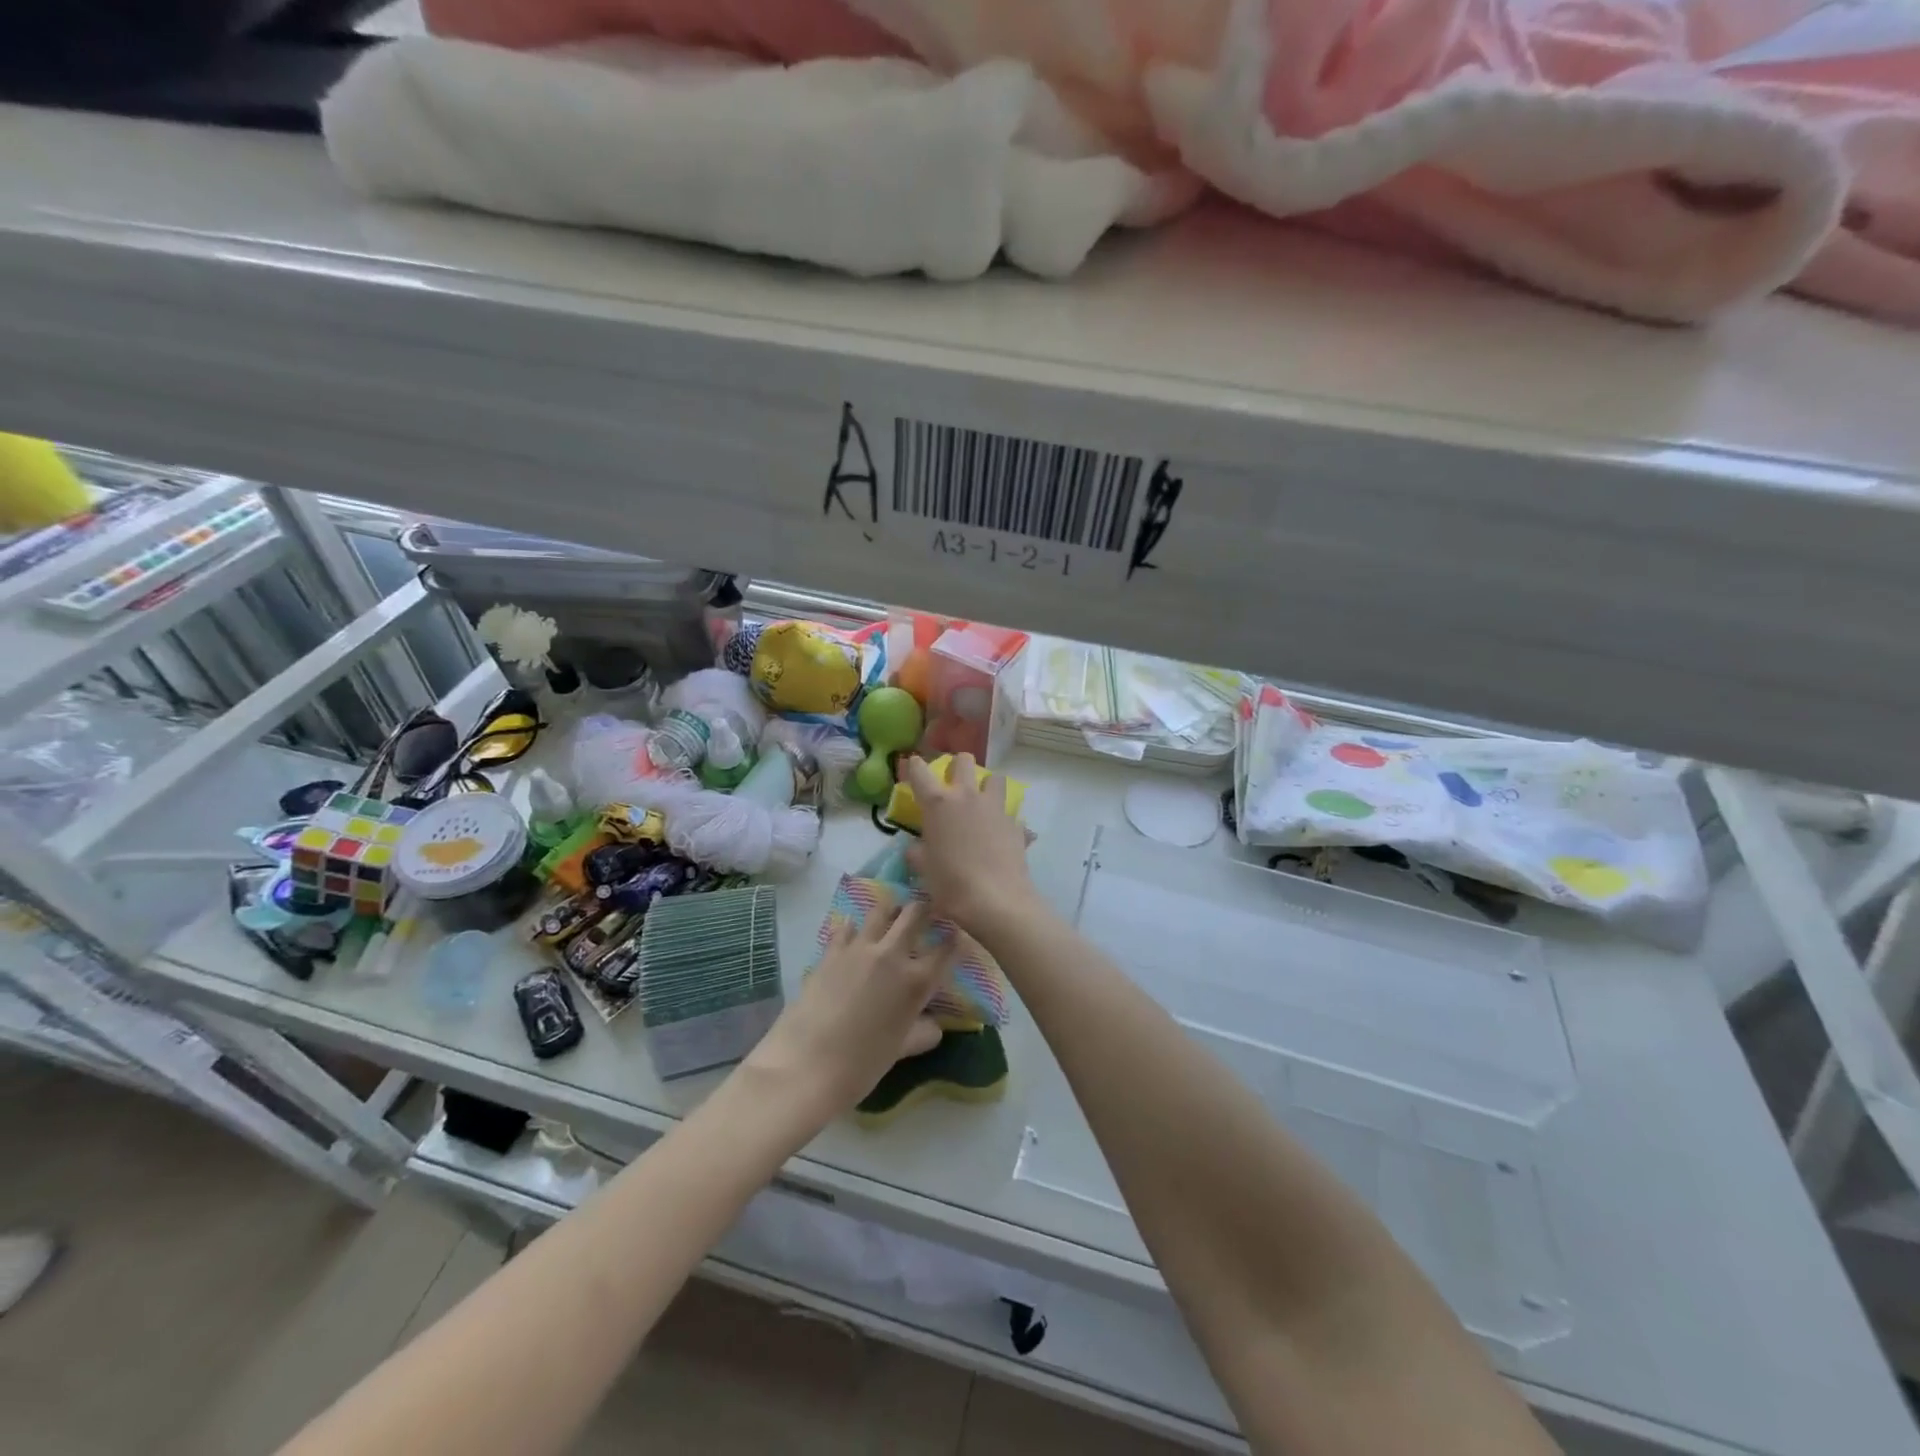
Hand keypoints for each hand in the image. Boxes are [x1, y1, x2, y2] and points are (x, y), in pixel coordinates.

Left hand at [743, 901, 948, 1125]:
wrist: (805, 1066)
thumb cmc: (861, 1065)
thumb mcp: (900, 1050)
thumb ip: (922, 1033)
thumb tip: (935, 1025)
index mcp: (916, 981)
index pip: (947, 949)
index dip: (955, 939)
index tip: (955, 936)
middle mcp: (892, 955)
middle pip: (916, 913)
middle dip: (925, 908)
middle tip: (926, 913)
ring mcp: (859, 948)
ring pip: (881, 911)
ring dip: (890, 911)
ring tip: (891, 917)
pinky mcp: (831, 950)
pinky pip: (847, 927)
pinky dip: (854, 928)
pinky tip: (853, 936)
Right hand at [902, 755, 1042, 941]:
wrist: (996, 900)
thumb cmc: (951, 884)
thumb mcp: (924, 869)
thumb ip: (917, 852)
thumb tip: (916, 847)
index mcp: (938, 803)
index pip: (919, 771)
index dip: (914, 766)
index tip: (914, 768)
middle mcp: (967, 796)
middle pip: (964, 760)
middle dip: (957, 766)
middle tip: (953, 784)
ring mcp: (995, 807)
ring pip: (995, 778)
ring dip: (986, 785)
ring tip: (982, 803)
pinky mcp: (1016, 823)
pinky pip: (1009, 811)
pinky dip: (1003, 817)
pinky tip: (999, 834)